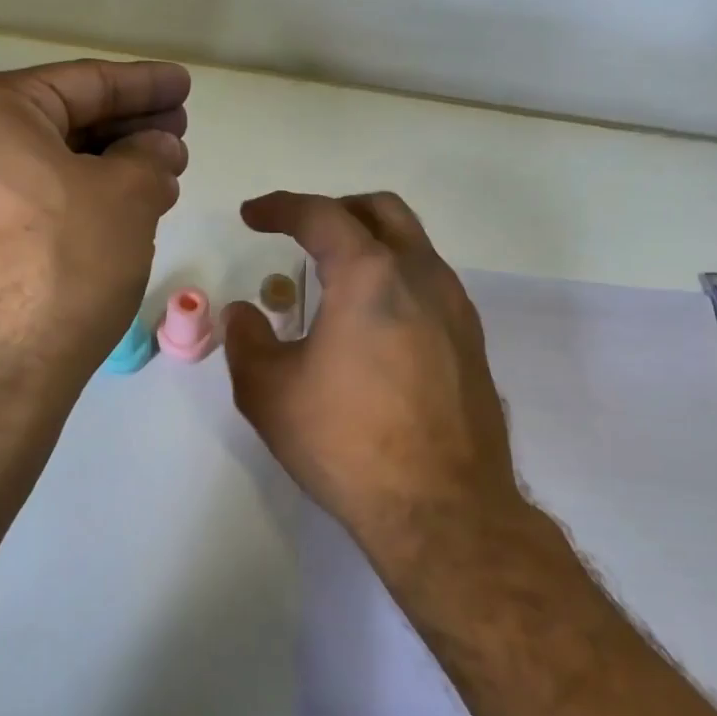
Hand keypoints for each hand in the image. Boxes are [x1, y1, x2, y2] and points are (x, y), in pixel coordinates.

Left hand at [0, 60, 190, 386]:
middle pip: (59, 123)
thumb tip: (157, 149)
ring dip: (106, 169)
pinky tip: (117, 215)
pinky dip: (75, 201)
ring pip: (45, 168)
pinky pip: (27, 206)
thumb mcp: (126, 197)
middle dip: (126, 128)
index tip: (184, 86)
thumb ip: (149, 157)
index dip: (144, 83)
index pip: (82, 81)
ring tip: (161, 178)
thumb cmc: (64, 263)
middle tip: (178, 135)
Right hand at [222, 191, 524, 559]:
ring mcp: (455, 309)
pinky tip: (372, 323)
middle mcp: (422, 276)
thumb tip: (244, 313)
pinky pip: (430, 284)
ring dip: (371, 244)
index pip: (321, 215)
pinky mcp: (471, 342)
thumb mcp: (270, 392)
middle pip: (381, 212)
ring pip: (413, 246)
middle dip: (335, 211)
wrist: (443, 508)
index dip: (280, 208)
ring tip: (334, 279)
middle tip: (301, 232)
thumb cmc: (347, 443)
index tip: (252, 216)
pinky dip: (395, 279)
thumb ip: (247, 341)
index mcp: (370, 275)